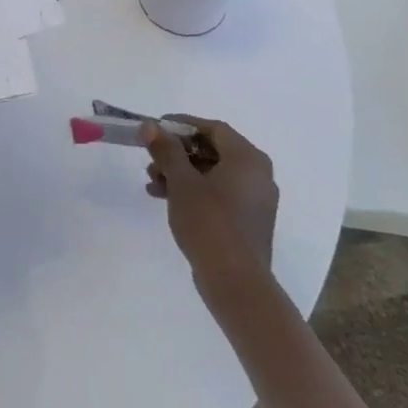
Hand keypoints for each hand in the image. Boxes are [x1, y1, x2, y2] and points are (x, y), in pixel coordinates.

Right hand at [142, 115, 278, 291]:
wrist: (235, 282)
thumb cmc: (209, 223)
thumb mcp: (182, 182)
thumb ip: (166, 150)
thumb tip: (151, 126)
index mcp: (248, 159)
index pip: (213, 128)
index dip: (182, 125)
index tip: (155, 129)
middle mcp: (257, 174)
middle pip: (212, 150)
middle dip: (178, 153)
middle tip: (150, 158)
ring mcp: (255, 200)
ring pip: (213, 173)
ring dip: (181, 173)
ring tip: (152, 182)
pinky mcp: (247, 221)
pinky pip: (219, 193)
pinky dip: (194, 191)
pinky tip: (166, 199)